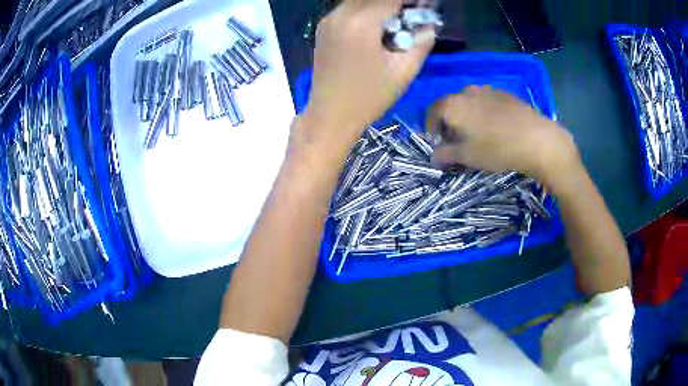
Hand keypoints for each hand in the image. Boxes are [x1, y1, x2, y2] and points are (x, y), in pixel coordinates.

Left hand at [301, 0, 434, 148]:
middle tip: (411, 14)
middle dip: (395, 2)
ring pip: (358, 0)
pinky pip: (348, 8)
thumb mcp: (404, 72)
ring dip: (380, 4)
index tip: (425, 7)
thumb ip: (421, 43)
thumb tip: (429, 26)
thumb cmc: (368, 98)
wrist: (329, 116)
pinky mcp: (323, 28)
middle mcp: (340, 14)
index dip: (411, 1)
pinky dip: (365, 9)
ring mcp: (328, 20)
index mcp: (361, 23)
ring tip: (396, 20)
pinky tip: (377, 24)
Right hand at [427, 86, 579, 185]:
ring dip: (467, 115)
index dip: (430, 126)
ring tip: (477, 133)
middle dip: (449, 121)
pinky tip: (496, 127)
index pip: (432, 111)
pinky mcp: (505, 93)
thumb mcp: (468, 156)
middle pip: (451, 104)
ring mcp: (488, 90)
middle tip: (457, 140)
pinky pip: (487, 100)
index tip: (437, 141)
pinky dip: (484, 111)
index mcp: (453, 104)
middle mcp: (467, 91)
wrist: (536, 139)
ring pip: (469, 101)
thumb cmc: (497, 148)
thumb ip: (446, 155)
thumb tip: (433, 157)